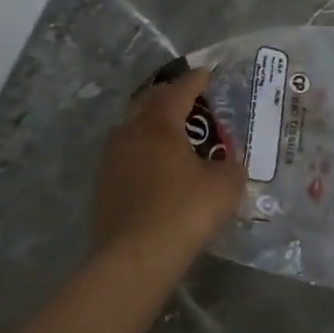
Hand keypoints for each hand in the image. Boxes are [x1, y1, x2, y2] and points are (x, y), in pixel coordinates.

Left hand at [91, 68, 245, 272]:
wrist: (134, 259)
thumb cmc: (184, 212)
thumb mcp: (224, 187)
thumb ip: (231, 167)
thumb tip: (229, 163)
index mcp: (160, 125)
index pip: (179, 92)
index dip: (195, 81)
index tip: (206, 73)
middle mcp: (130, 133)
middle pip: (148, 102)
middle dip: (168, 95)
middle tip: (187, 97)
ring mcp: (111, 159)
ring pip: (131, 127)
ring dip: (150, 122)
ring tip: (169, 130)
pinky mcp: (102, 186)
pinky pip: (124, 154)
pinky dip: (141, 149)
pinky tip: (153, 165)